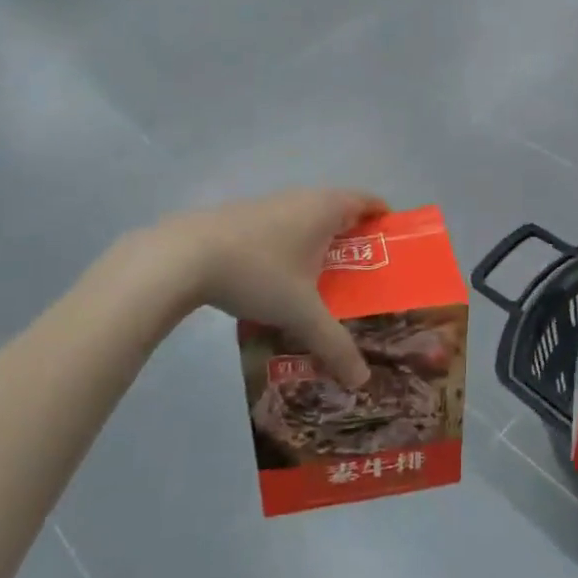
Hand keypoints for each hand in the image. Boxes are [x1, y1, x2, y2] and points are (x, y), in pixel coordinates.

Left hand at [158, 187, 387, 387]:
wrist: (183, 257)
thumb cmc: (258, 272)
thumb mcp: (301, 313)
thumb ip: (334, 344)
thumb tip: (361, 379)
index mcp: (326, 208)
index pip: (368, 201)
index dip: (384, 219)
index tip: (394, 245)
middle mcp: (301, 198)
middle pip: (339, 211)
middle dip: (353, 240)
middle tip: (365, 275)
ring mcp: (269, 205)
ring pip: (306, 221)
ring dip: (319, 245)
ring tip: (326, 283)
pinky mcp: (241, 218)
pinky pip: (281, 230)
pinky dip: (290, 249)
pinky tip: (280, 282)